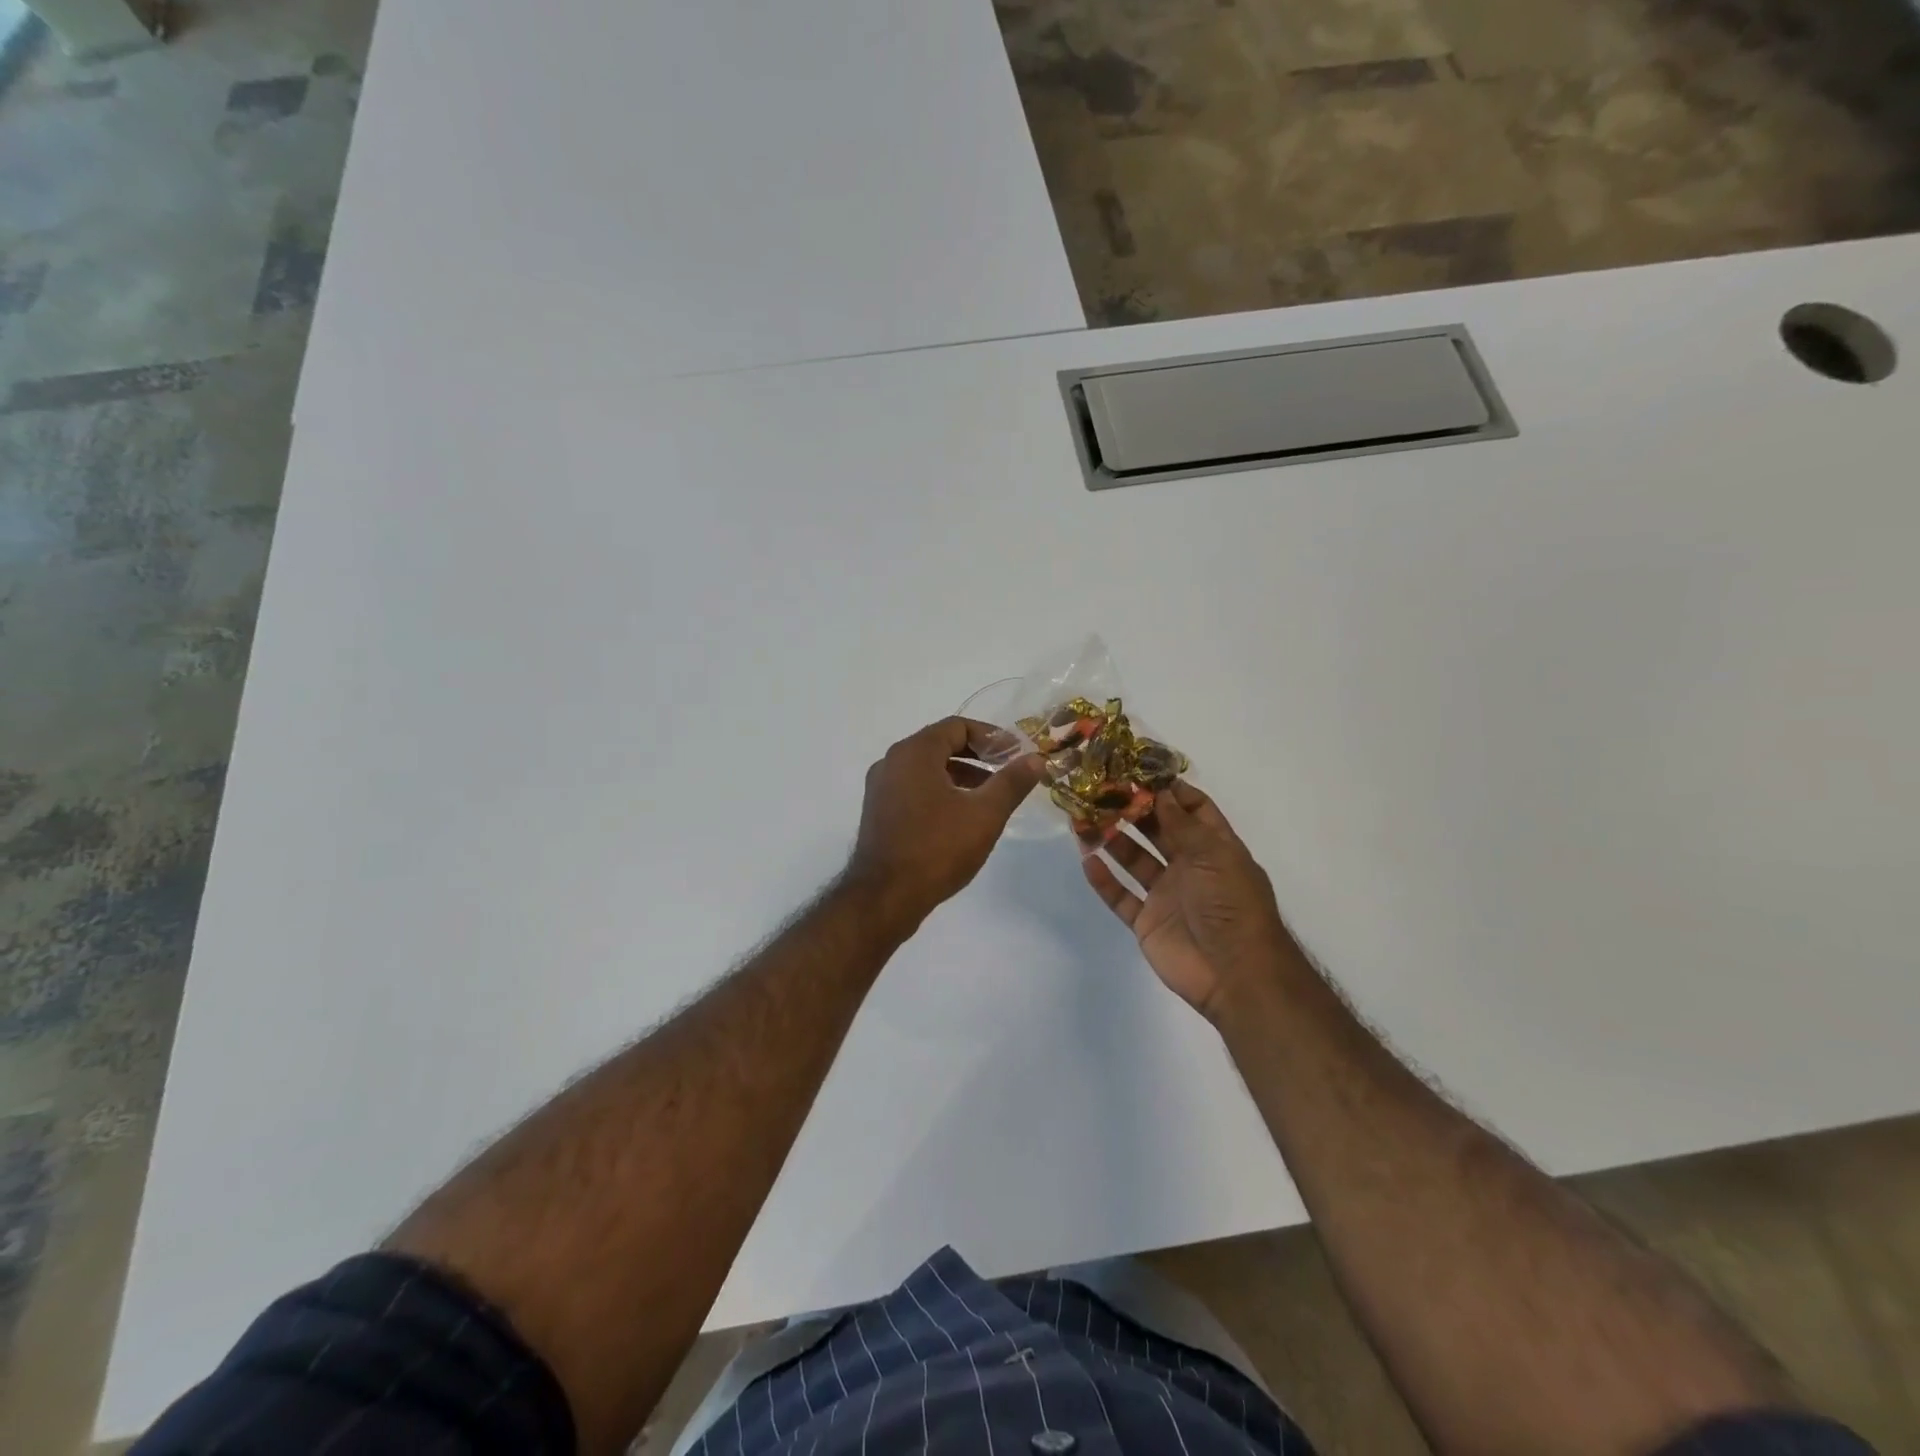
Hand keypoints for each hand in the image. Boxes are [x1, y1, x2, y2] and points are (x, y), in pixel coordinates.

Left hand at [848, 718, 1043, 930]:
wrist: (884, 898)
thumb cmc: (937, 848)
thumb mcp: (985, 814)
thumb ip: (1012, 782)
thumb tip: (1036, 759)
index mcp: (914, 752)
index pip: (957, 727)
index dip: (992, 737)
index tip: (1016, 754)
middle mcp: (892, 761)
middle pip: (940, 745)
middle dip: (977, 756)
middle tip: (1007, 773)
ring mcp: (880, 788)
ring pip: (927, 769)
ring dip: (960, 776)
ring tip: (989, 798)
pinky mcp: (878, 812)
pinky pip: (914, 789)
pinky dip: (940, 792)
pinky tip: (960, 818)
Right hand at [1083, 782, 1293, 1022]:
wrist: (1235, 974)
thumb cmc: (1231, 905)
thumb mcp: (1214, 855)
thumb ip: (1182, 824)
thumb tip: (1160, 792)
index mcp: (1214, 848)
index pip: (1193, 810)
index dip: (1169, 791)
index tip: (1138, 772)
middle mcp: (1190, 867)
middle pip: (1157, 831)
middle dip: (1132, 811)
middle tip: (1100, 791)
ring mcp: (1167, 895)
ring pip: (1134, 861)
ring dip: (1112, 841)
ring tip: (1083, 820)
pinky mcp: (1148, 922)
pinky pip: (1121, 897)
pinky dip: (1104, 881)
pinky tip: (1087, 861)